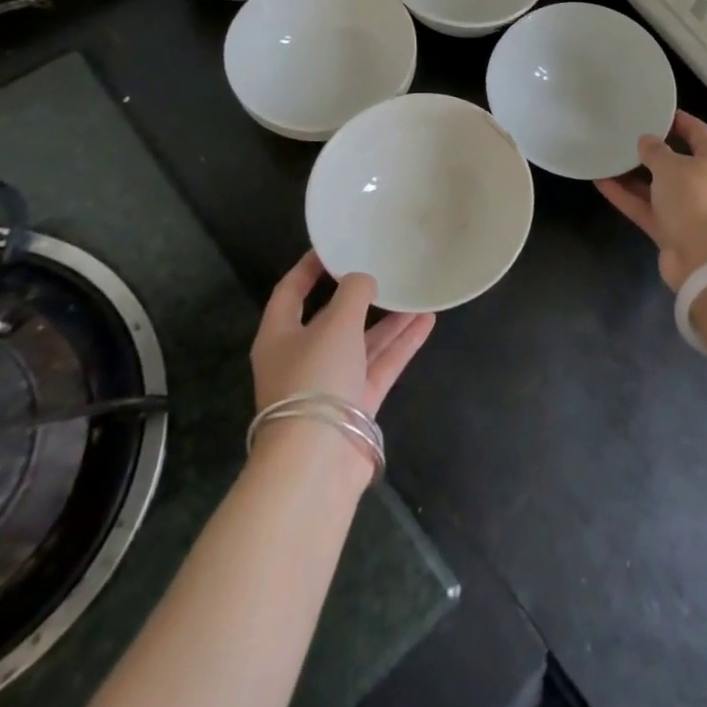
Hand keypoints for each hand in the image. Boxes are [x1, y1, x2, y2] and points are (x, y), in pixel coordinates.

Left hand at [251, 251, 435, 416]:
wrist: (317, 460)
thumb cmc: (315, 378)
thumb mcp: (335, 324)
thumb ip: (353, 293)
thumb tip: (363, 279)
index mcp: (279, 336)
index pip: (290, 292)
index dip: (309, 267)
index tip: (333, 246)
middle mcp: (302, 357)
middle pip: (332, 318)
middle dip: (359, 296)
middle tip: (383, 268)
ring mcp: (331, 382)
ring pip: (362, 342)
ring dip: (389, 320)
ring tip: (417, 292)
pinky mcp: (356, 403)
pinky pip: (380, 364)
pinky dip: (401, 344)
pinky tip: (426, 321)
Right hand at [595, 109, 706, 289]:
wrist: (705, 260)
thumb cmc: (695, 200)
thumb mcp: (672, 166)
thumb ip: (655, 151)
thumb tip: (647, 141)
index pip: (698, 132)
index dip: (677, 120)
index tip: (653, 111)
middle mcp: (706, 183)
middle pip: (677, 161)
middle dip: (652, 150)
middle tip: (625, 134)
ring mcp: (689, 209)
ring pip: (657, 187)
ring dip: (633, 175)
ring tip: (607, 156)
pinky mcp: (671, 231)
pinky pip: (646, 208)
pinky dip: (627, 197)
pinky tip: (601, 182)